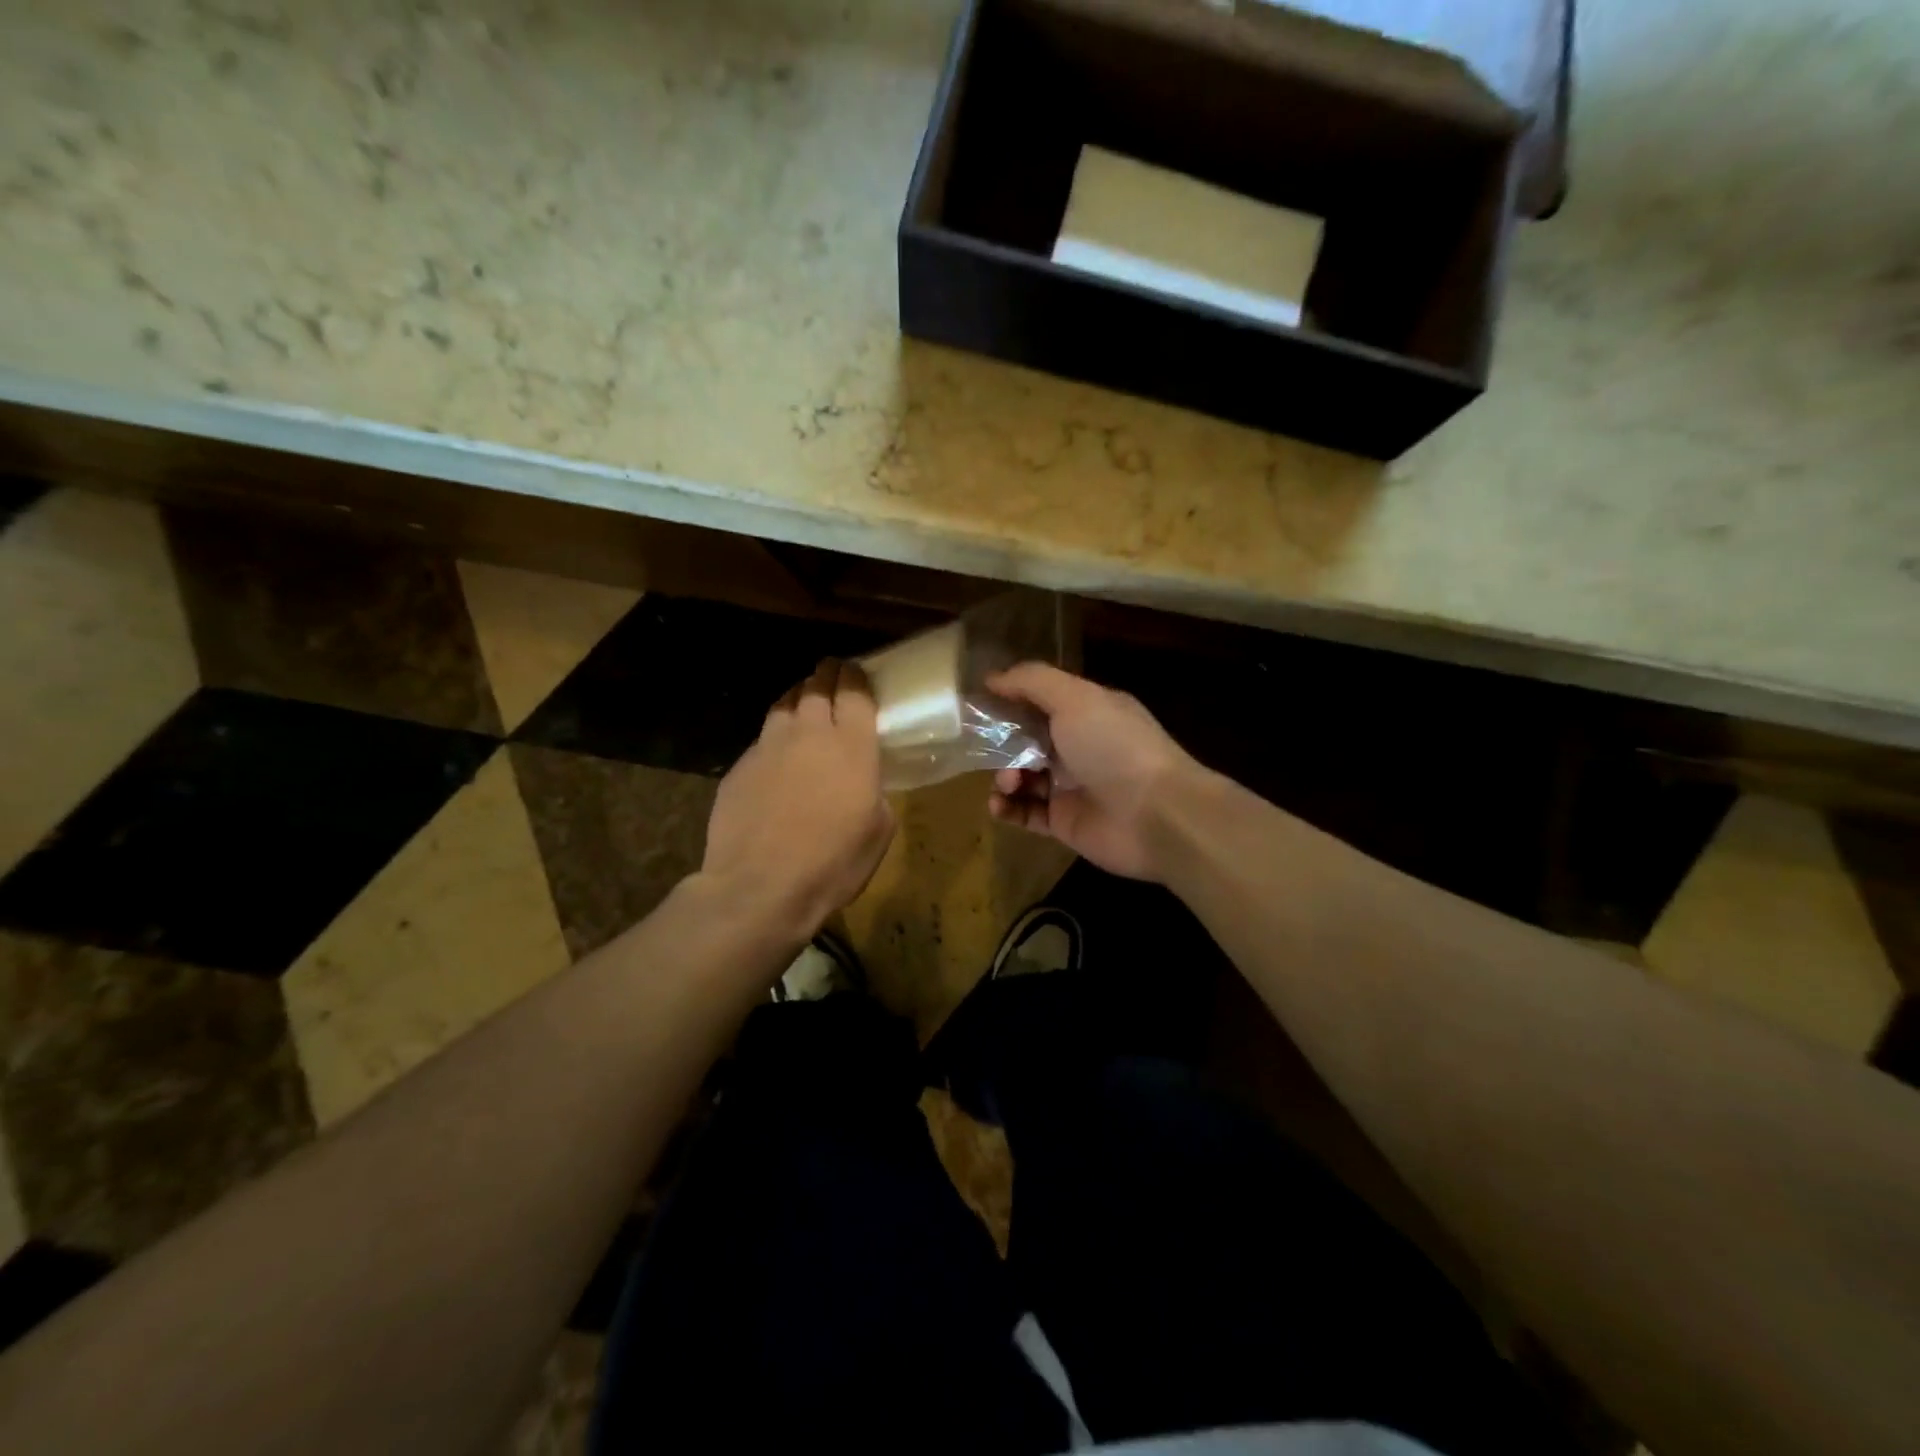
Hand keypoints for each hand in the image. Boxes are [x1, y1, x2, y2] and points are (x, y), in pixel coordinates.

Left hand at [703, 659, 895, 940]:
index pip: (854, 692)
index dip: (856, 677)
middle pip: (816, 687)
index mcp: (852, 747)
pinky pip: (762, 738)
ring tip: (802, 700)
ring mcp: (769, 747)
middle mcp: (809, 734)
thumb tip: (864, 783)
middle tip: (830, 673)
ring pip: (783, 704)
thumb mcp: (878, 831)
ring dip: (797, 697)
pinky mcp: (740, 766)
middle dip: (826, 675)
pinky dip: (774, 736)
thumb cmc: (832, 863)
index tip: (856, 671)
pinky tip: (776, 752)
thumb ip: (875, 792)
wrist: (760, 886)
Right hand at [986, 663, 1200, 881]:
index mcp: (1086, 712)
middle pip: (1027, 740)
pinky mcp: (1064, 822)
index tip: (976, 702)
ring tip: (1008, 782)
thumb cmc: (1114, 746)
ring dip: (1004, 776)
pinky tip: (998, 805)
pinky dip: (1007, 808)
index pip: (1040, 700)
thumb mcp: (1075, 698)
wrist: (1155, 814)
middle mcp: (1079, 747)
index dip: (1009, 700)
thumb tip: (992, 677)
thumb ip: (1032, 682)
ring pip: (1023, 777)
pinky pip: (1026, 813)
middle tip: (985, 749)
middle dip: (1001, 743)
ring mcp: (1071, 786)